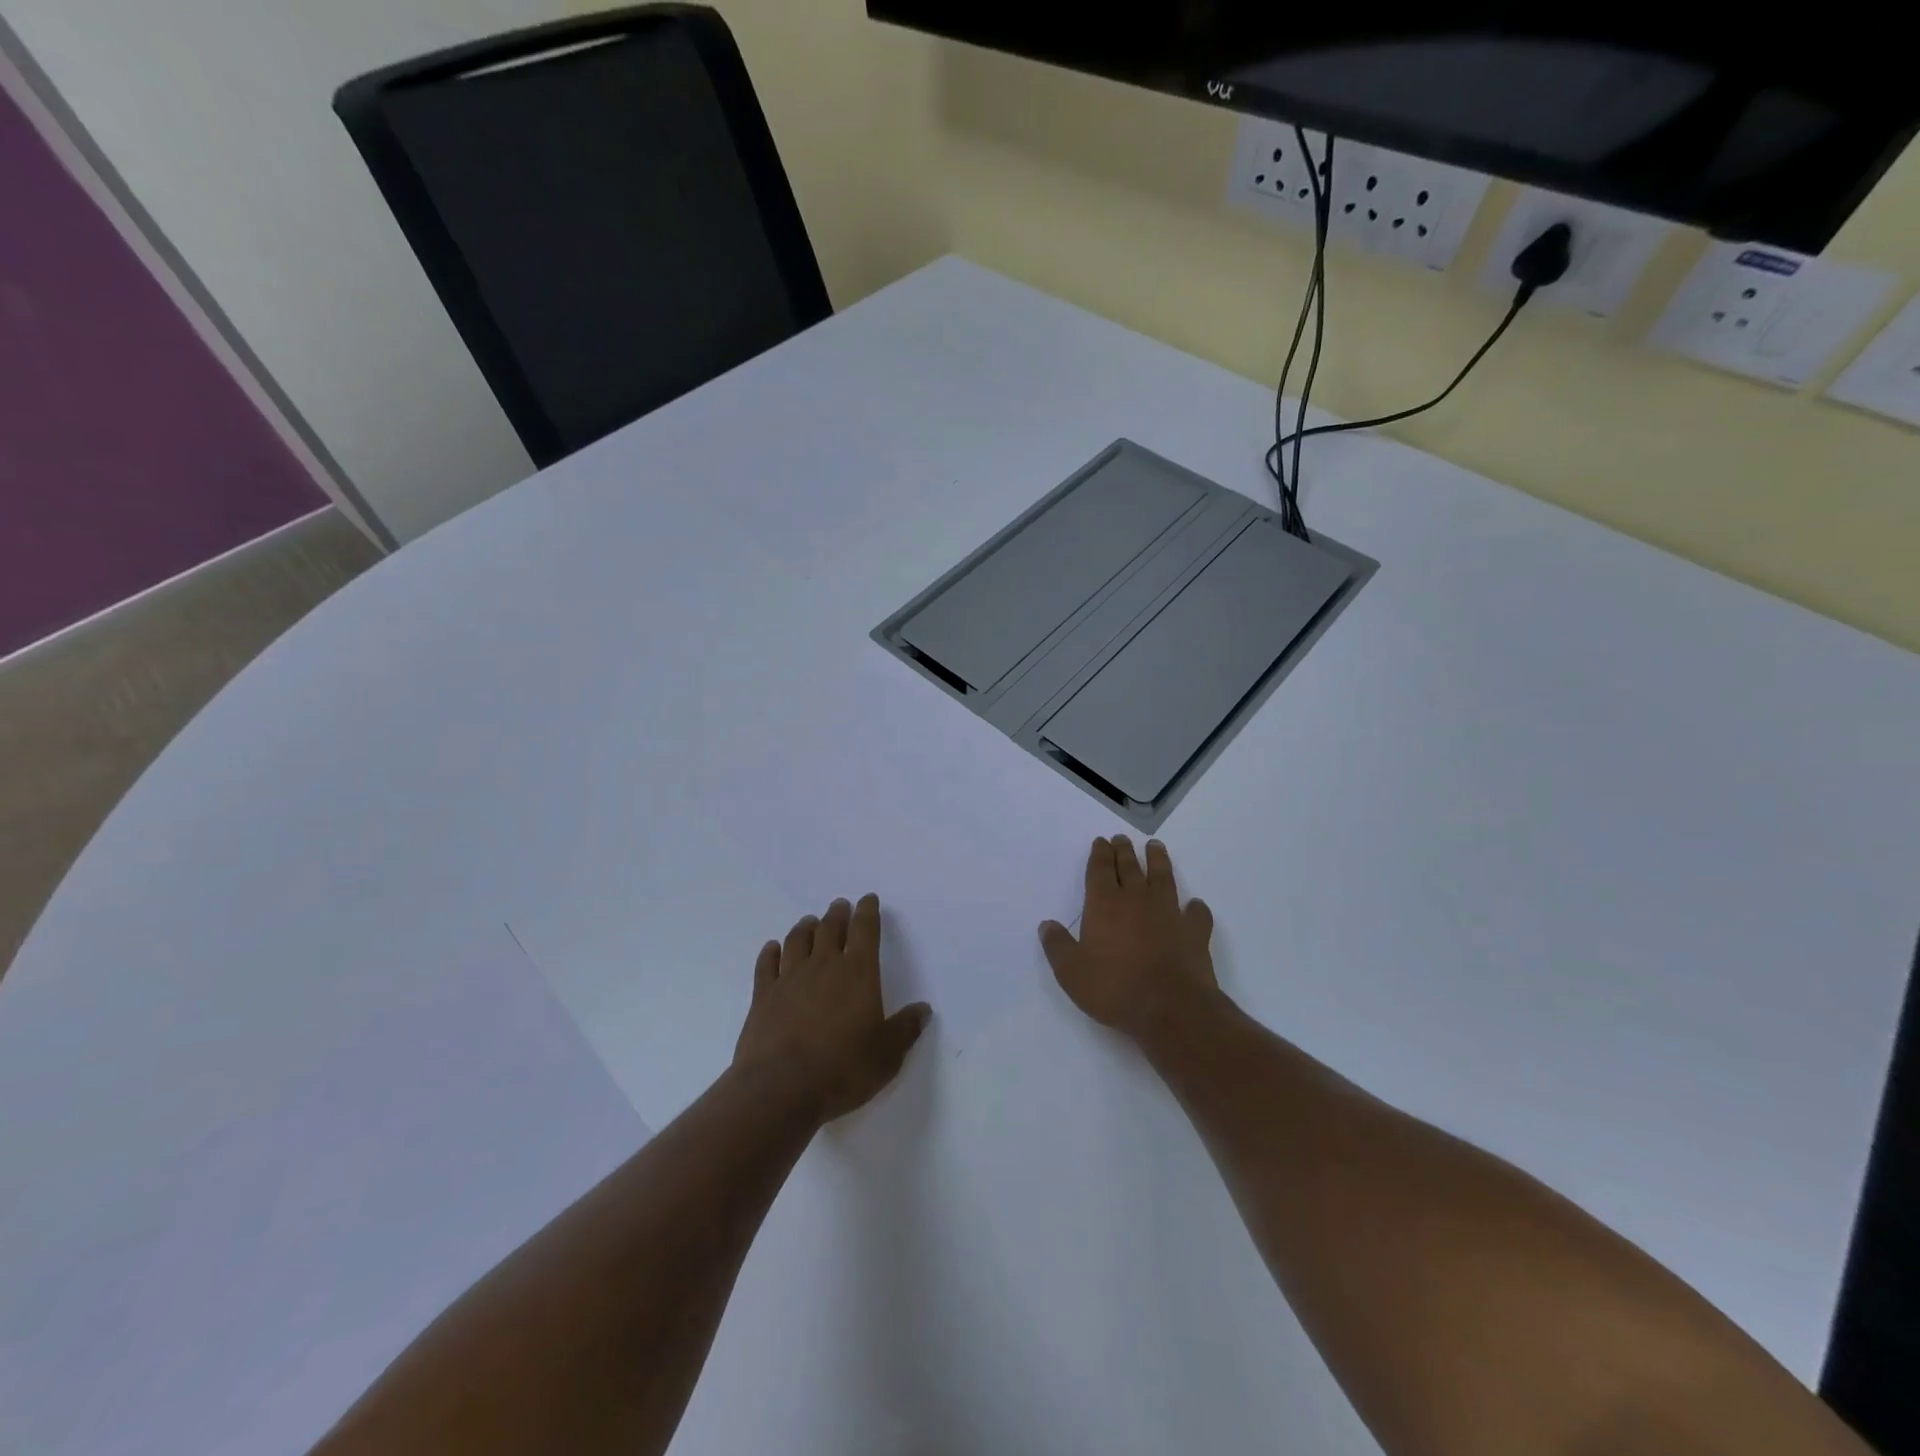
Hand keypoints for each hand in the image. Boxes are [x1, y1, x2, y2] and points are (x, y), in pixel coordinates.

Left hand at [734, 894, 931, 1122]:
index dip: (868, 912)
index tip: (868, 899)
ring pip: (798, 940)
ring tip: (809, 921)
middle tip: (840, 906)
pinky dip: (770, 952)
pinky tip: (772, 948)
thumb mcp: (887, 1055)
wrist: (781, 1088)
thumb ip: (905, 1029)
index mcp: (858, 973)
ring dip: (805, 927)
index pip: (865, 930)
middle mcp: (824, 966)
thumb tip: (924, 1010)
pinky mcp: (763, 996)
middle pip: (830, 928)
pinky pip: (766, 964)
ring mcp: (790, 978)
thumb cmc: (843, 1069)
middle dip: (837, 914)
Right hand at [1040, 836, 1217, 1039]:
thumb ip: (1057, 946)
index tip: (1101, 841)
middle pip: (1129, 867)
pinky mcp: (1194, 931)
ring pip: (1163, 877)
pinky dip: (1195, 907)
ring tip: (1155, 847)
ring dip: (1158, 860)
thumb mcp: (1071, 972)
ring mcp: (1169, 912)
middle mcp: (1136, 899)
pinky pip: (1196, 913)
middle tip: (1121, 838)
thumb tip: (1047, 925)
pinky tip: (1194, 905)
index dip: (1099, 854)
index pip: (1100, 870)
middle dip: (1123, 851)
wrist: (1170, 1008)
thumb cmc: (1114, 988)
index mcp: (1104, 904)